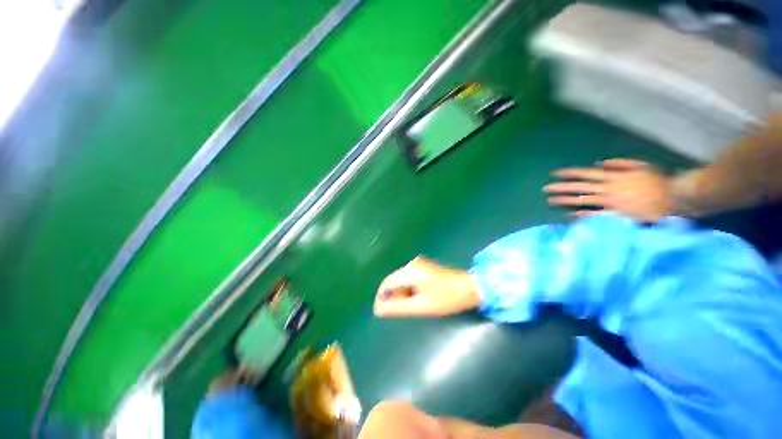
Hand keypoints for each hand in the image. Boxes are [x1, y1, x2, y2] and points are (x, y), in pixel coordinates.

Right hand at [374, 257, 479, 317]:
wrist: (469, 288)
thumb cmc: (446, 299)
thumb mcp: (421, 306)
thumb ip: (398, 307)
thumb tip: (378, 310)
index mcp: (410, 271)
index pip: (387, 283)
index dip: (381, 297)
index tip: (380, 312)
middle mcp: (412, 264)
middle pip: (394, 280)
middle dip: (392, 296)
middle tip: (395, 312)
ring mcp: (419, 263)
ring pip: (401, 279)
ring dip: (400, 292)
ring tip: (407, 307)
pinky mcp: (424, 266)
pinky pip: (409, 277)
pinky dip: (408, 288)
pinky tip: (415, 298)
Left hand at [544, 159, 674, 221]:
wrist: (675, 198)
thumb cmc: (658, 180)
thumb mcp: (641, 165)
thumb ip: (620, 163)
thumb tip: (600, 164)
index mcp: (614, 176)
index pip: (586, 173)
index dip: (569, 173)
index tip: (554, 173)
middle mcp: (609, 189)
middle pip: (580, 187)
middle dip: (561, 187)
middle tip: (545, 189)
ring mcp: (611, 202)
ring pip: (583, 200)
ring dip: (566, 200)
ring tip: (550, 200)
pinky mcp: (616, 214)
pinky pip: (596, 215)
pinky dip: (582, 214)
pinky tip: (569, 214)